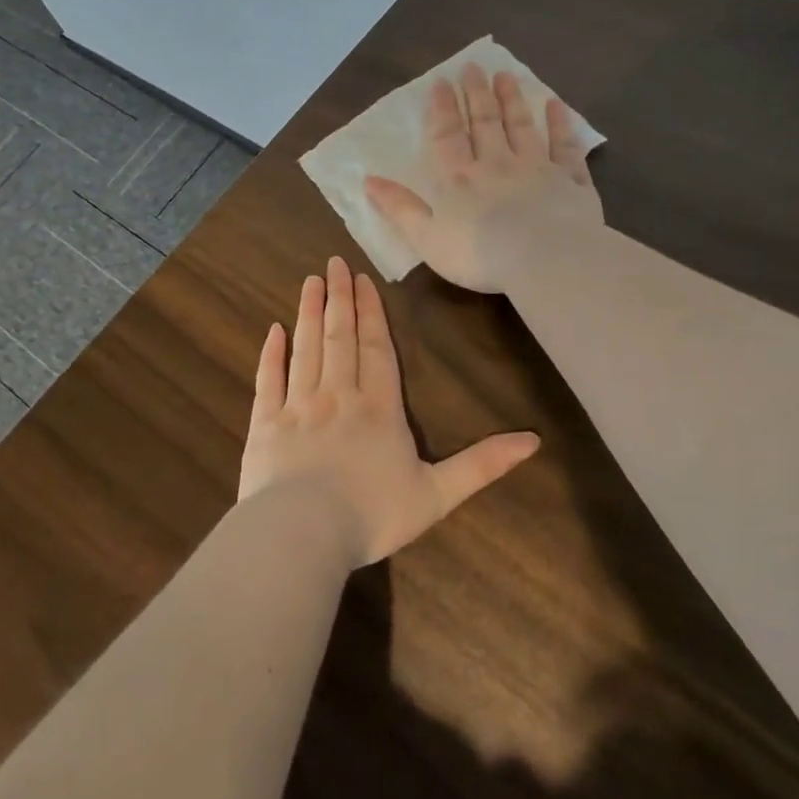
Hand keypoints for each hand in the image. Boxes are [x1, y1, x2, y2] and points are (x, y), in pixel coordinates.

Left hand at [240, 255, 540, 566]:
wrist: (303, 533)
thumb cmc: (372, 514)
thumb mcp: (438, 494)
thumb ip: (482, 464)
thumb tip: (534, 440)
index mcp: (378, 409)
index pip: (376, 349)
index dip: (371, 314)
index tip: (363, 280)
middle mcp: (338, 396)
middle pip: (340, 338)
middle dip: (340, 299)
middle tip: (334, 264)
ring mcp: (298, 406)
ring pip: (306, 348)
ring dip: (309, 312)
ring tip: (311, 281)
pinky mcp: (265, 424)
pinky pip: (269, 380)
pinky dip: (271, 353)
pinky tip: (273, 330)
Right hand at [364, 63, 602, 292]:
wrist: (547, 259)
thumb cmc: (481, 254)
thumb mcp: (427, 238)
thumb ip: (400, 209)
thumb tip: (369, 181)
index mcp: (460, 179)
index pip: (447, 136)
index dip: (442, 108)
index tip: (441, 81)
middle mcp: (498, 164)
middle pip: (486, 123)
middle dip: (477, 94)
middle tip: (473, 67)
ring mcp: (538, 169)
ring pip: (522, 127)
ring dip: (512, 101)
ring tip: (505, 75)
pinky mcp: (571, 182)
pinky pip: (565, 147)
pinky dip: (561, 125)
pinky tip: (556, 106)